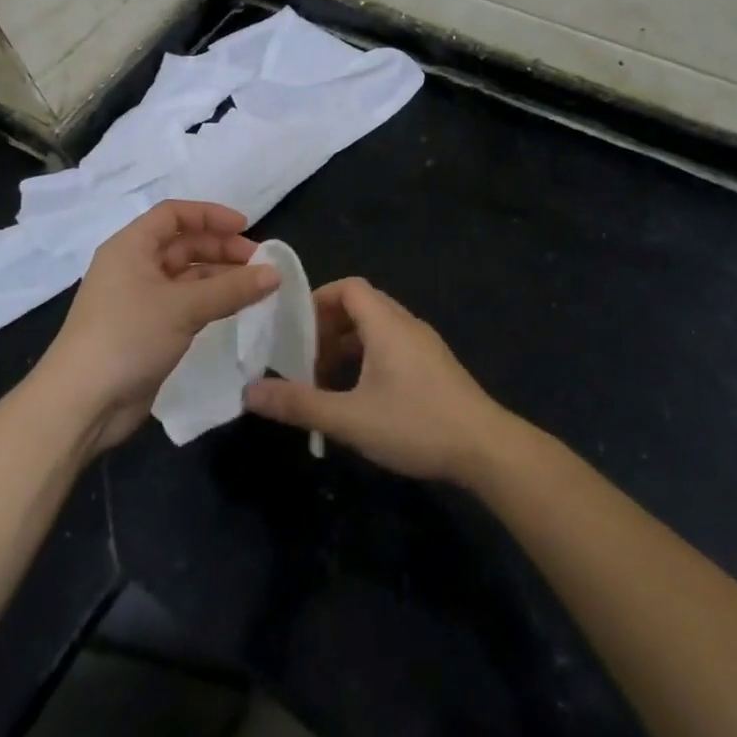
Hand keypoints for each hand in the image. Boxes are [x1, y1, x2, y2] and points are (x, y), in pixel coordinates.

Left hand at [38, 200, 277, 453]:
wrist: (82, 403)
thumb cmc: (128, 337)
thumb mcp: (184, 307)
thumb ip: (232, 288)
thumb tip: (275, 273)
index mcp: (131, 247)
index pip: (174, 215)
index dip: (210, 216)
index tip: (247, 227)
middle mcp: (133, 267)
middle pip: (183, 244)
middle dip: (221, 249)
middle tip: (260, 264)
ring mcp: (138, 300)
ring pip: (186, 276)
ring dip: (220, 277)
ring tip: (257, 288)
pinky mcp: (146, 330)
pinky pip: (184, 304)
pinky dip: (210, 302)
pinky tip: (235, 310)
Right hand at [244, 278, 511, 483]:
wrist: (486, 449)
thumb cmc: (416, 424)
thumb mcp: (350, 418)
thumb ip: (300, 403)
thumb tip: (250, 392)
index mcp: (386, 324)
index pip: (349, 287)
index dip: (318, 300)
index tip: (295, 330)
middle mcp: (406, 324)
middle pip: (361, 306)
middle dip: (328, 328)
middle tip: (304, 360)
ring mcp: (424, 345)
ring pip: (377, 329)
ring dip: (348, 346)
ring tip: (325, 382)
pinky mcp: (434, 366)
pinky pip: (393, 346)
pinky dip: (368, 359)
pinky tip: (359, 397)